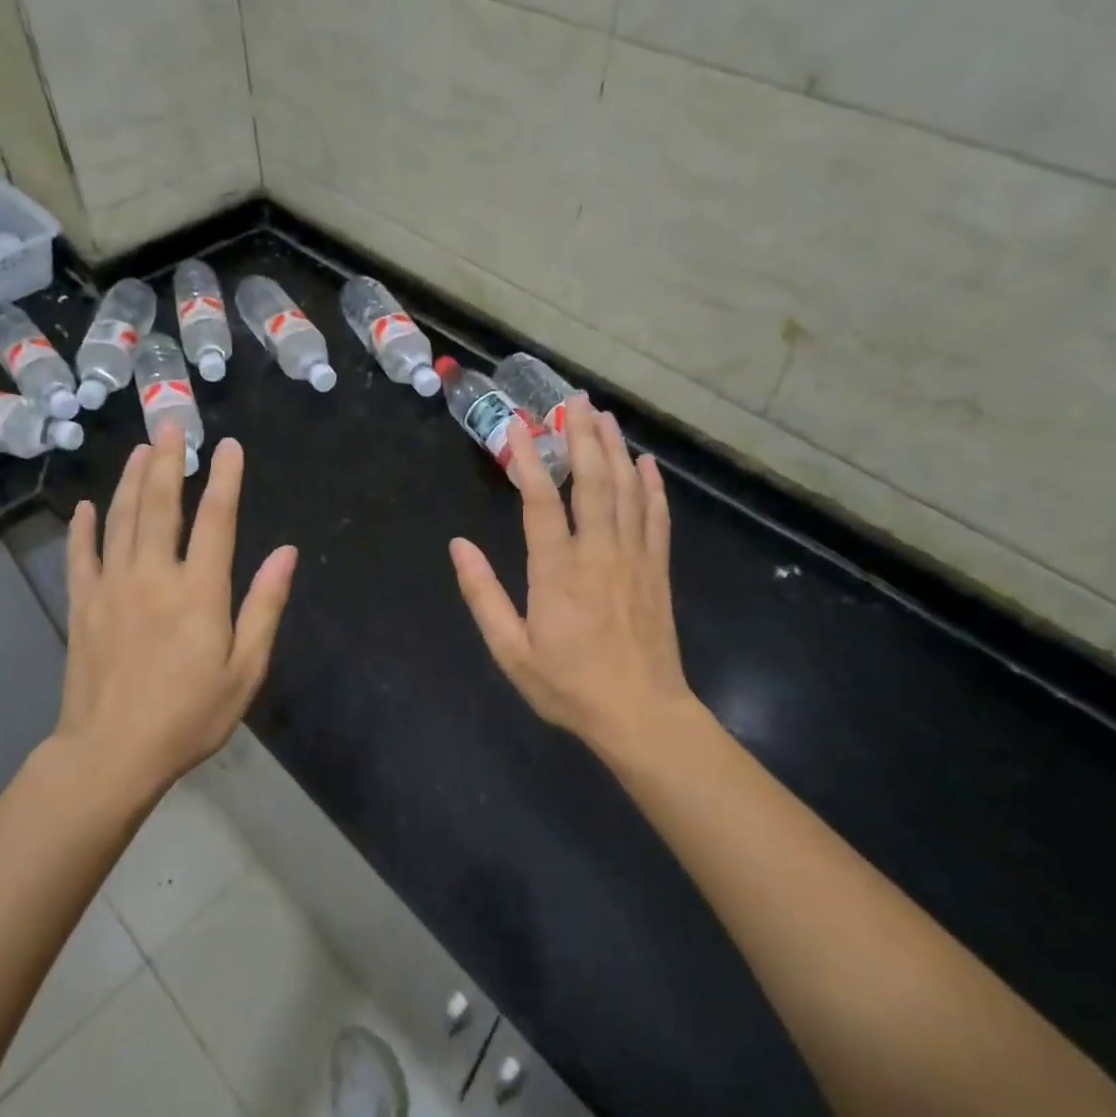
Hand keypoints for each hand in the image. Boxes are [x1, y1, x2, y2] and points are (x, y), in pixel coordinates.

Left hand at [58, 426, 296, 794]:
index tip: (229, 447)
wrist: (111, 754)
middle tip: (170, 425)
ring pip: (121, 521)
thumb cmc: (189, 716)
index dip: (225, 480)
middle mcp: (153, 577)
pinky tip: (88, 506)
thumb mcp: (245, 669)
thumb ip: (264, 606)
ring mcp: (111, 588)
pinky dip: (84, 528)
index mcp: (198, 592)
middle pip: (161, 507)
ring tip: (140, 450)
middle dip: (168, 462)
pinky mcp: (82, 606)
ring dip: (132, 481)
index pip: (216, 520)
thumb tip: (287, 553)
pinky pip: (81, 556)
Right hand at [449, 398, 697, 758]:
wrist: (641, 714)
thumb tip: (458, 546)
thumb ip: (483, 595)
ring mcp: (634, 557)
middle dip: (583, 436)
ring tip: (605, 417)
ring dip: (616, 449)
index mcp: (557, 571)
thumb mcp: (511, 650)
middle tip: (574, 401)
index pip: (541, 500)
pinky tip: (647, 464)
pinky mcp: (657, 569)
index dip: (528, 458)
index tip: (517, 426)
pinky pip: (657, 517)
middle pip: (593, 481)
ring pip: (627, 490)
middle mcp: (598, 552)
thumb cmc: (569, 685)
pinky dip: (652, 486)